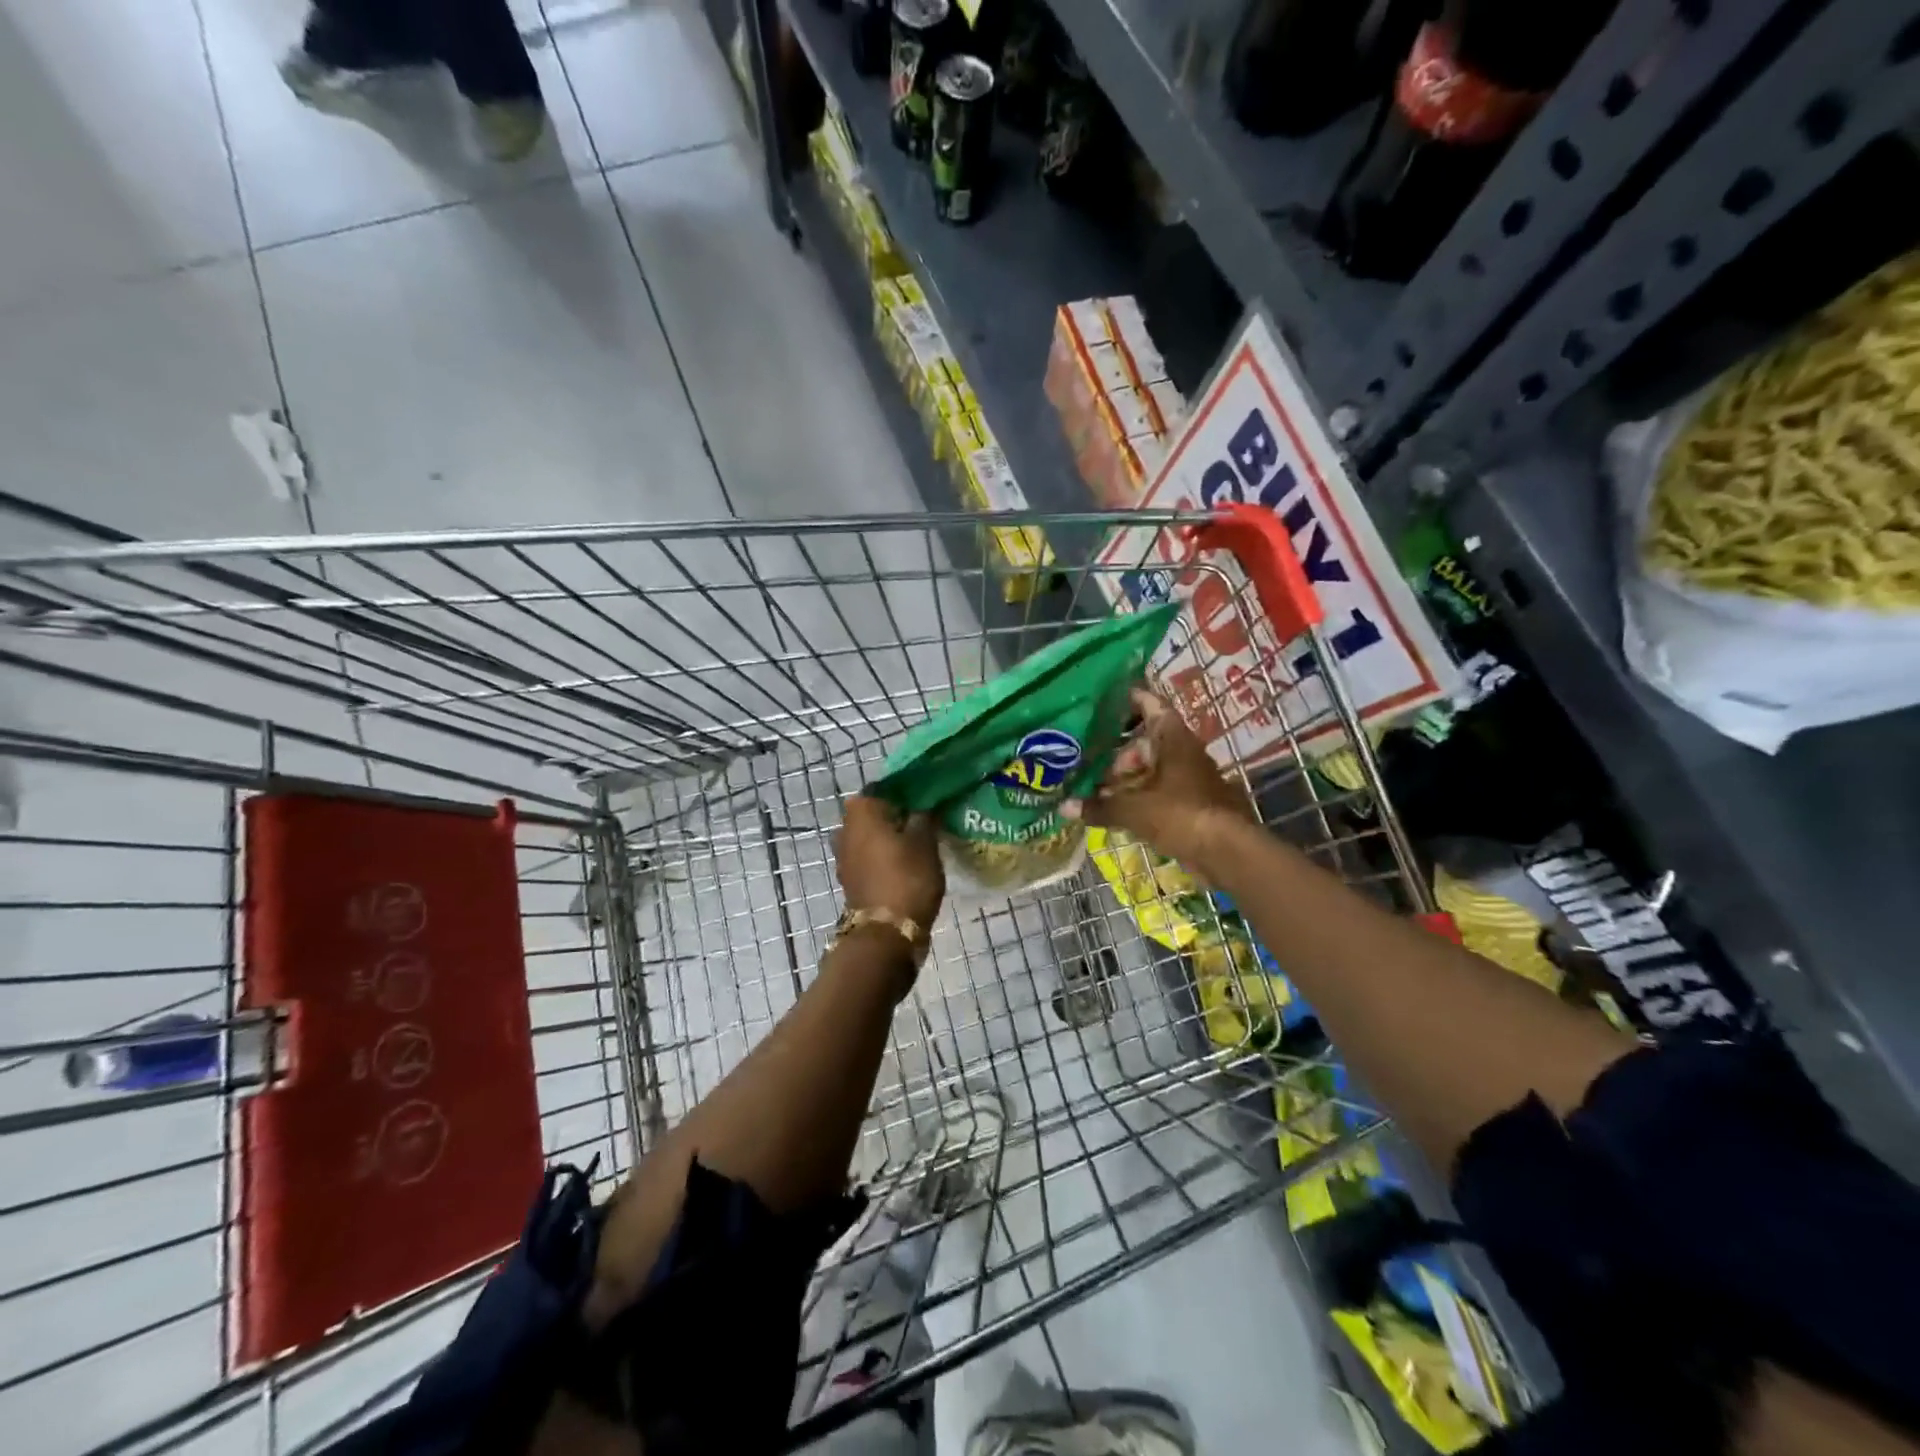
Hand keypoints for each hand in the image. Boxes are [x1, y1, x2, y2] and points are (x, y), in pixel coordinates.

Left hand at [833, 794, 943, 928]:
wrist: (886, 933)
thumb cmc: (907, 877)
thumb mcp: (926, 842)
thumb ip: (925, 815)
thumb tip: (925, 803)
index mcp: (861, 809)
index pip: (886, 786)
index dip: (909, 790)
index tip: (930, 797)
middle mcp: (845, 826)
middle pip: (877, 811)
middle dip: (899, 814)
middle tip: (928, 819)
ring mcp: (844, 854)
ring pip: (872, 835)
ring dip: (892, 837)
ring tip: (921, 842)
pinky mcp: (850, 877)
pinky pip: (870, 857)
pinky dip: (886, 857)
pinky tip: (908, 863)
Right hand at [1061, 688, 1254, 875]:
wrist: (1227, 851)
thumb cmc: (1180, 814)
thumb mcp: (1133, 809)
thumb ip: (1099, 806)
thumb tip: (1064, 806)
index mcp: (1172, 737)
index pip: (1148, 704)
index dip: (1127, 699)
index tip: (1102, 700)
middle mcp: (1182, 751)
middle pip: (1145, 742)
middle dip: (1116, 755)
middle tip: (1087, 764)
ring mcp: (1189, 777)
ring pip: (1151, 769)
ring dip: (1126, 780)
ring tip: (1095, 791)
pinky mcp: (1192, 802)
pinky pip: (1159, 791)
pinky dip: (1139, 797)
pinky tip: (1116, 810)